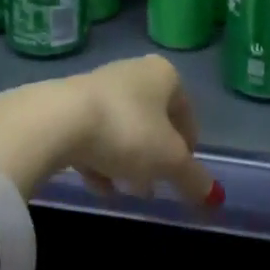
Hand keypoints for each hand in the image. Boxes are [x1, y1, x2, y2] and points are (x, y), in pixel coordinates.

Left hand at [0, 56, 219, 209]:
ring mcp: (98, 85)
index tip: (183, 173)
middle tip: (154, 185)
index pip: (186, 110)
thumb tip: (213, 196)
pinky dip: (99, 158)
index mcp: (164, 75)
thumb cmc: (126, 131)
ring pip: (122, 128)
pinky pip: (93, 133)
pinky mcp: (67, 103)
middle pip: (152, 119)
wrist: (56, 120)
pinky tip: (97, 184)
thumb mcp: (169, 161)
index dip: (188, 145)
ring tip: (124, 189)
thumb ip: (193, 178)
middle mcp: (133, 72)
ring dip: (126, 160)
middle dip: (154, 155)